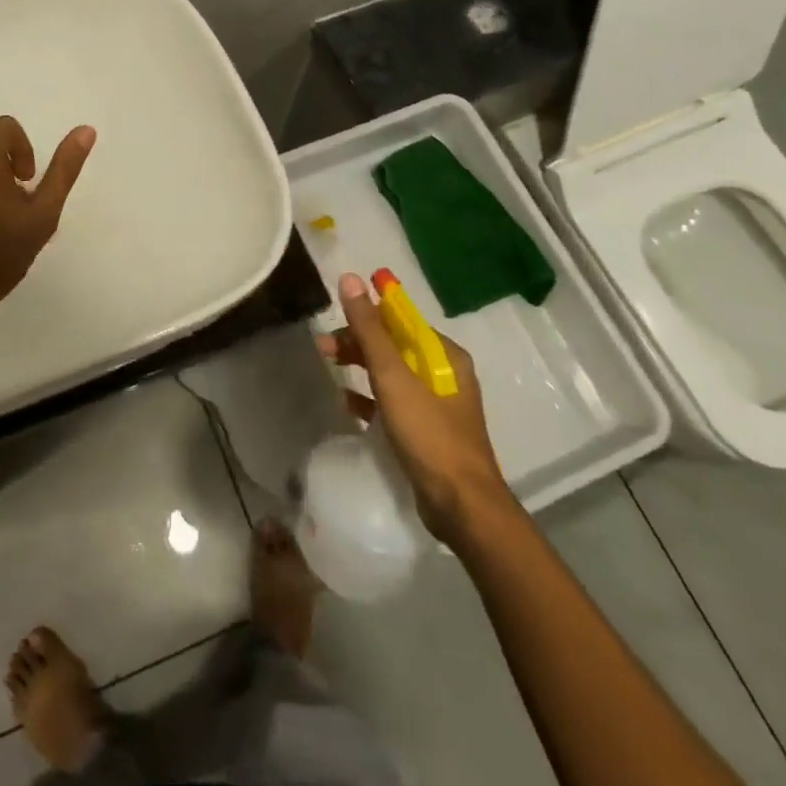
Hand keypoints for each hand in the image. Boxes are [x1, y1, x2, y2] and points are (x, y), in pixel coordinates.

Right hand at [317, 272, 511, 539]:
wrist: (461, 506)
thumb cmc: (429, 433)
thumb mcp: (393, 376)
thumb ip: (370, 329)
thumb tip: (350, 279)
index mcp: (444, 354)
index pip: (401, 320)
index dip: (367, 314)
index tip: (335, 317)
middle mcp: (444, 373)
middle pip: (394, 345)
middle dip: (358, 341)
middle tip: (323, 347)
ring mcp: (436, 404)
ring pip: (391, 373)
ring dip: (360, 366)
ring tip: (329, 366)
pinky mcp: (426, 431)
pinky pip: (392, 403)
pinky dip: (369, 397)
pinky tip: (346, 402)